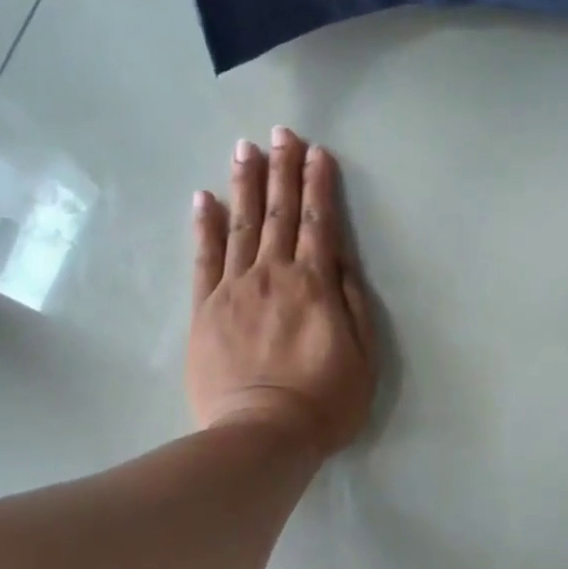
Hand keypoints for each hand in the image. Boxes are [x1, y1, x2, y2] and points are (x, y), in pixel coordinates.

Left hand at [187, 127, 376, 455]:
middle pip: (280, 213)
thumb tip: (341, 258)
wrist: (262, 436)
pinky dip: (204, 226)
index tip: (316, 151)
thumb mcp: (363, 356)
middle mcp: (274, 275)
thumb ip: (352, 302)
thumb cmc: (323, 402)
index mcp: (315, 285)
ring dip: (245, 184)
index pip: (319, 222)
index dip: (319, 184)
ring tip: (245, 148)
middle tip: (280, 132)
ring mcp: (235, 289)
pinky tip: (204, 198)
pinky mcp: (205, 308)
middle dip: (282, 170)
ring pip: (241, 225)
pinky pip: (204, 258)